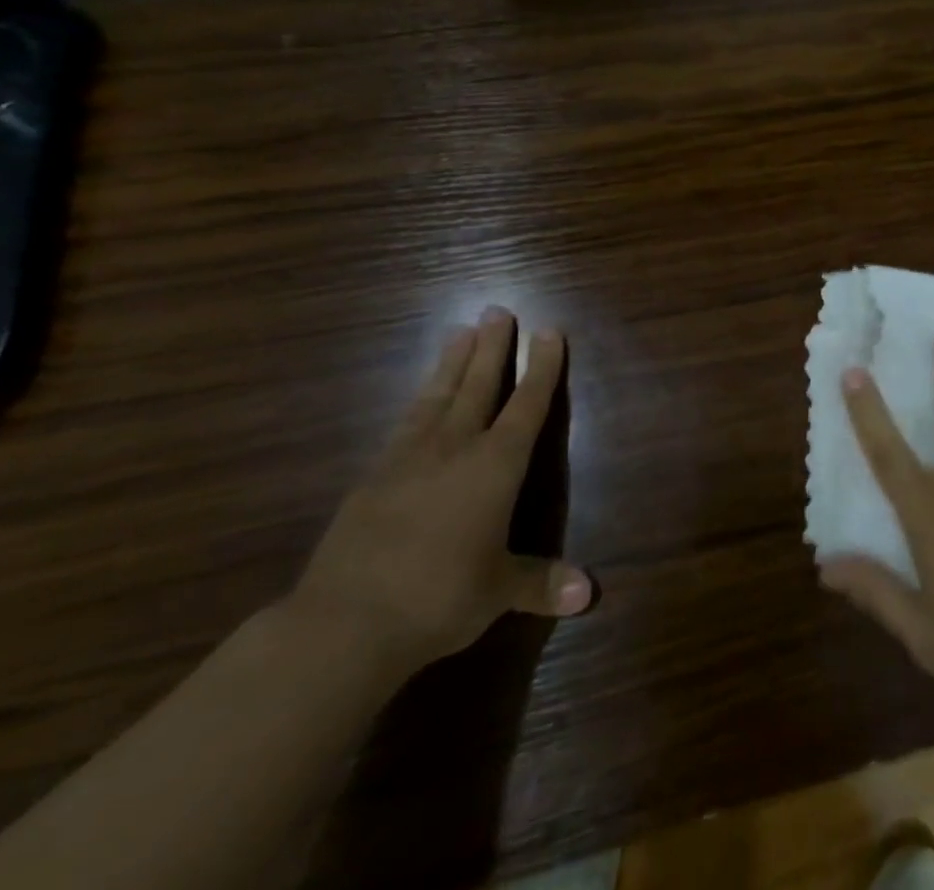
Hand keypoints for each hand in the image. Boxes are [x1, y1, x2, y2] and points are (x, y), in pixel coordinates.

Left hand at [288, 307, 589, 677]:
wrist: (344, 623)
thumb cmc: (439, 598)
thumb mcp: (497, 592)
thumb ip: (541, 582)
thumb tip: (589, 594)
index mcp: (495, 465)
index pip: (527, 405)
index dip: (542, 367)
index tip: (549, 330)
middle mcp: (455, 448)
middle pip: (479, 385)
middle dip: (493, 347)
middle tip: (498, 309)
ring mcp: (408, 458)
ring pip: (437, 396)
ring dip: (452, 362)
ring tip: (459, 330)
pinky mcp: (372, 477)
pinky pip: (404, 424)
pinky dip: (418, 401)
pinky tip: (419, 397)